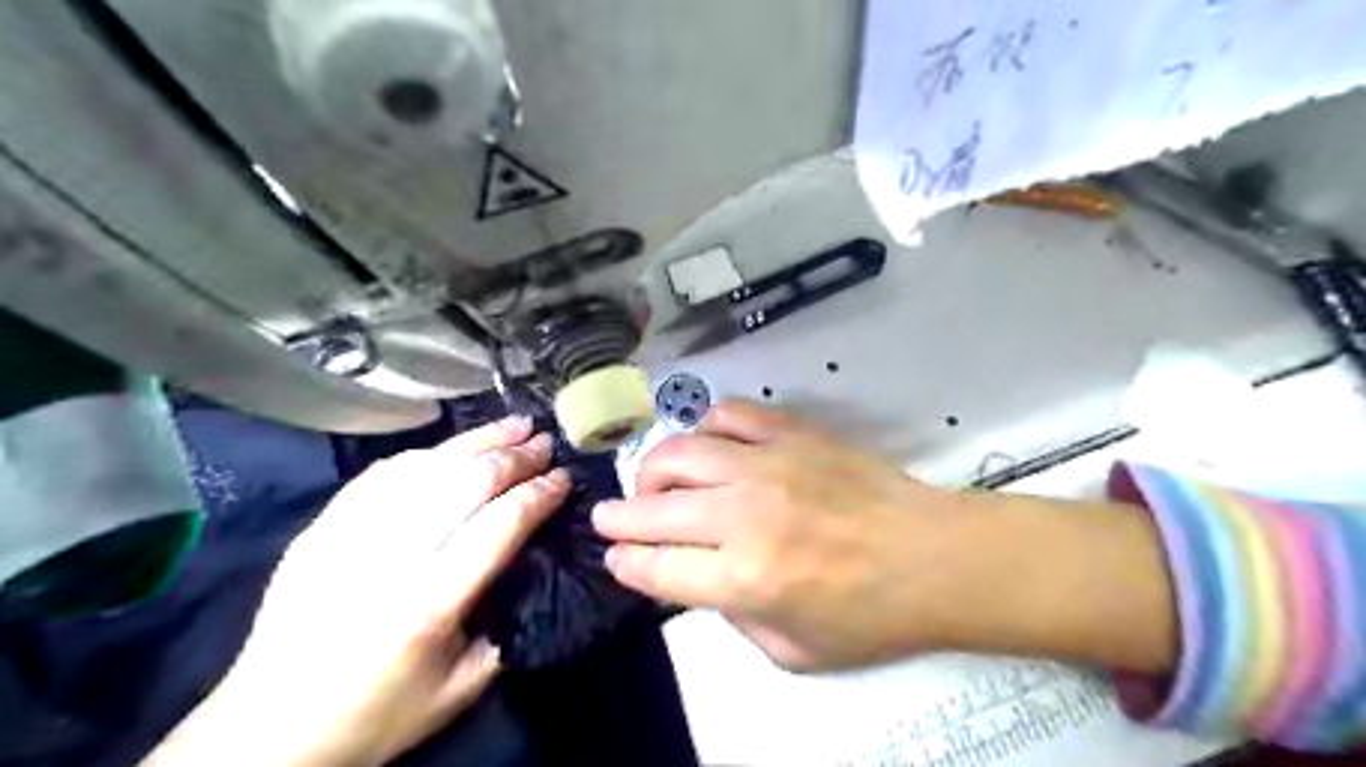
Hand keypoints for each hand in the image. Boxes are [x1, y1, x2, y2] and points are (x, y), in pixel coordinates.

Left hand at [146, 419, 571, 766]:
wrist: (267, 732)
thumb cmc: (375, 715)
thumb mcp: (461, 688)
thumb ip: (504, 626)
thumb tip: (528, 568)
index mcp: (432, 601)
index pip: (501, 524)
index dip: (539, 494)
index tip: (564, 477)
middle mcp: (392, 556)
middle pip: (467, 483)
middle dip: (515, 457)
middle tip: (545, 443)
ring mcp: (350, 534)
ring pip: (426, 466)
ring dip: (476, 441)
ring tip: (512, 425)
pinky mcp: (322, 528)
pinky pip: (382, 474)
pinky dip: (426, 455)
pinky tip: (451, 449)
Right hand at [593, 402, 953, 671]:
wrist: (934, 556)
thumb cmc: (870, 615)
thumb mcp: (794, 650)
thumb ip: (734, 618)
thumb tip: (699, 579)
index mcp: (745, 578)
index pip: (657, 568)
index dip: (625, 563)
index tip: (613, 557)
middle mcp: (744, 514)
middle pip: (654, 508)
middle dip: (618, 517)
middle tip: (608, 517)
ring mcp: (767, 464)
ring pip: (679, 452)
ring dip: (652, 470)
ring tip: (654, 482)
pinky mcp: (791, 432)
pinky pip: (730, 414)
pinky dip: (706, 426)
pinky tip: (708, 443)